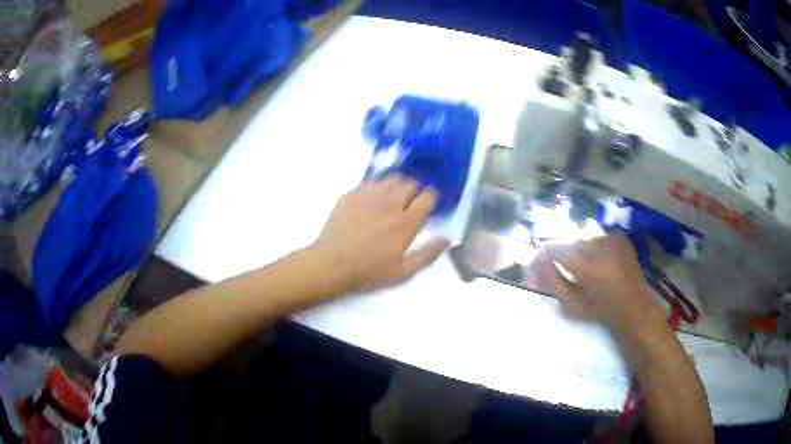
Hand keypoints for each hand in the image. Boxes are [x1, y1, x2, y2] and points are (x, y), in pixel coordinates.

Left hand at [311, 176, 449, 292]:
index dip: (432, 197)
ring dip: (396, 186)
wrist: (331, 264)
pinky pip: (370, 182)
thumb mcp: (403, 272)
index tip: (429, 203)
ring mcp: (369, 195)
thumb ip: (428, 254)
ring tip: (392, 198)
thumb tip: (447, 239)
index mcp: (406, 222)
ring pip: (391, 178)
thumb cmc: (369, 272)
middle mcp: (390, 203)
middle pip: (411, 183)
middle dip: (415, 190)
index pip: (428, 196)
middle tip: (409, 203)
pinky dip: (376, 188)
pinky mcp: (351, 194)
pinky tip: (371, 201)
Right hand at [535, 233, 664, 335]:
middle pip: (574, 244)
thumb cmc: (600, 310)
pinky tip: (604, 260)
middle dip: (570, 255)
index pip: (559, 251)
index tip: (544, 257)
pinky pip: (601, 237)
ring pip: (588, 240)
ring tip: (590, 267)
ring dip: (584, 251)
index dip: (549, 253)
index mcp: (587, 270)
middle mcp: (600, 250)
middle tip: (574, 270)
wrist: (633, 306)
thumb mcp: (572, 305)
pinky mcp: (621, 238)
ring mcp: (613, 241)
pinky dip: (598, 246)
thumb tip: (539, 259)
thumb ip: (554, 282)